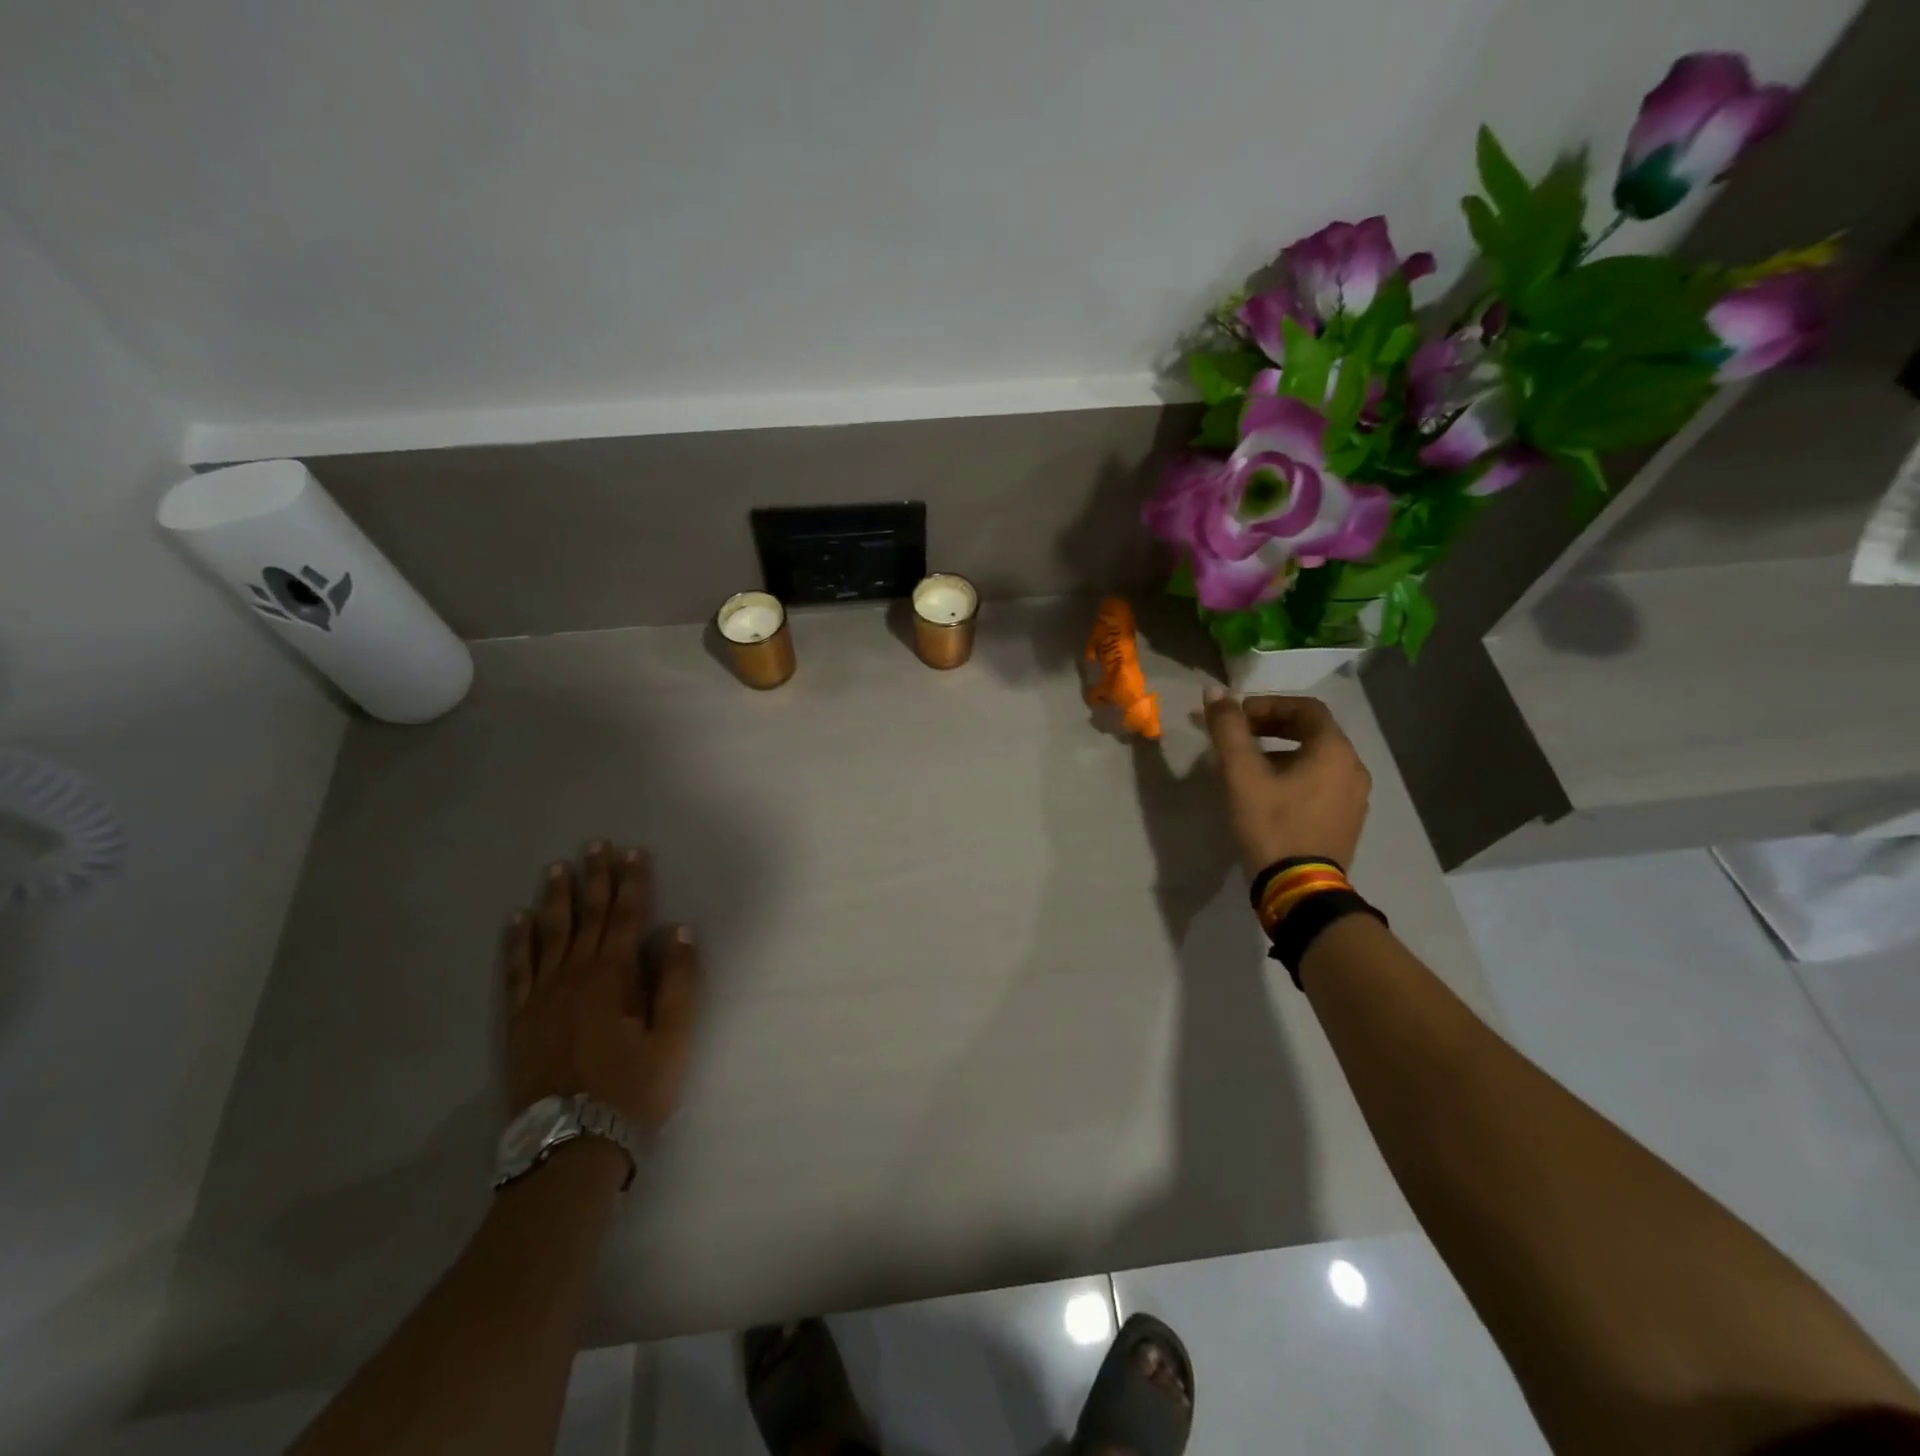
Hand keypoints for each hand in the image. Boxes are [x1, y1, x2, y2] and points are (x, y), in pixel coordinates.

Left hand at [503, 842, 700, 1131]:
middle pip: (587, 917)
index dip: (632, 883)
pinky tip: (518, 921)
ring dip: (555, 899)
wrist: (570, 1147)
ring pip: (550, 935)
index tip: (633, 852)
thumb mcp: (673, 1039)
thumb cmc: (632, 1090)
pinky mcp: (520, 1020)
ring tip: (556, 868)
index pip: (626, 917)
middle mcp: (575, 977)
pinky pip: (517, 969)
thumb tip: (677, 931)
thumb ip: (677, 982)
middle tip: (594, 845)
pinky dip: (518, 942)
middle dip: (594, 879)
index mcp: (614, 978)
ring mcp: (542, 997)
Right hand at [1201, 689, 1371, 874]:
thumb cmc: (1271, 824)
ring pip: (1317, 759)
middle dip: (1273, 727)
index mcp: (1334, 750)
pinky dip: (1296, 775)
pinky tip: (1270, 793)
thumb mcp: (1241, 773)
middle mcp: (1353, 767)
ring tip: (1249, 765)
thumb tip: (1214, 691)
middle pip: (1313, 731)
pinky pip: (1322, 783)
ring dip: (1283, 752)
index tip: (1237, 717)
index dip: (1267, 705)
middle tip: (1239, 736)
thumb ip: (1227, 728)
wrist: (1299, 889)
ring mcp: (1355, 797)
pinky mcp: (1348, 820)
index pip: (1304, 708)